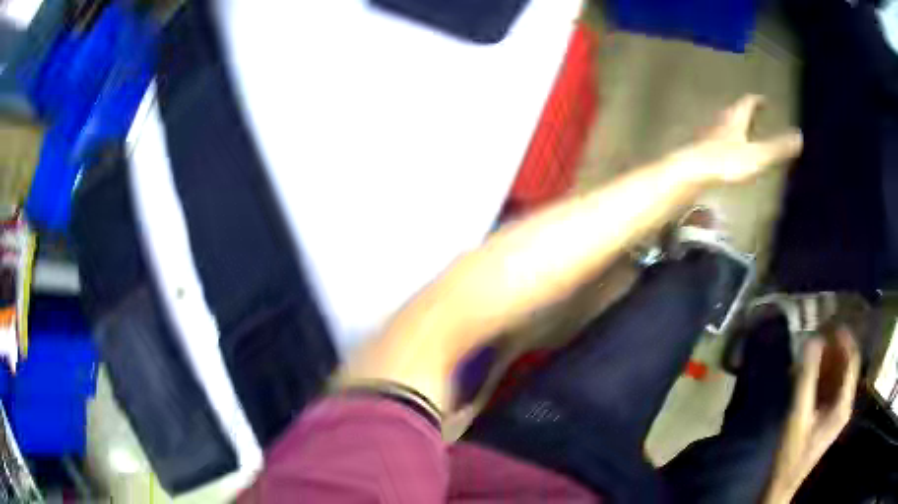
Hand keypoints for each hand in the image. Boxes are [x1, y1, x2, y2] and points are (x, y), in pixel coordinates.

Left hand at [680, 94, 802, 184]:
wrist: (693, 171)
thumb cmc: (727, 162)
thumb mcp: (758, 155)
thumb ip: (778, 148)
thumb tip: (799, 137)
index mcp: (736, 120)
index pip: (747, 104)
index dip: (756, 101)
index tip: (764, 100)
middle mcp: (722, 123)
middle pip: (735, 112)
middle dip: (746, 111)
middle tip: (755, 112)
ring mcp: (710, 136)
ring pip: (725, 124)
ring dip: (735, 124)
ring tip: (743, 130)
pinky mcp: (702, 150)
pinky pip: (717, 140)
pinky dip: (726, 140)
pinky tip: (725, 152)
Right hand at [764, 328, 860, 502]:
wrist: (782, 482)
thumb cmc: (791, 452)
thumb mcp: (798, 415)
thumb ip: (806, 378)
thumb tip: (812, 340)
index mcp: (843, 404)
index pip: (852, 360)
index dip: (845, 338)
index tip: (831, 321)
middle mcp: (844, 403)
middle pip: (846, 366)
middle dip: (835, 346)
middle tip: (819, 331)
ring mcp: (836, 410)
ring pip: (838, 375)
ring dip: (828, 359)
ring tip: (813, 347)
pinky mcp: (827, 415)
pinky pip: (830, 386)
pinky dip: (822, 373)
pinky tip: (809, 370)